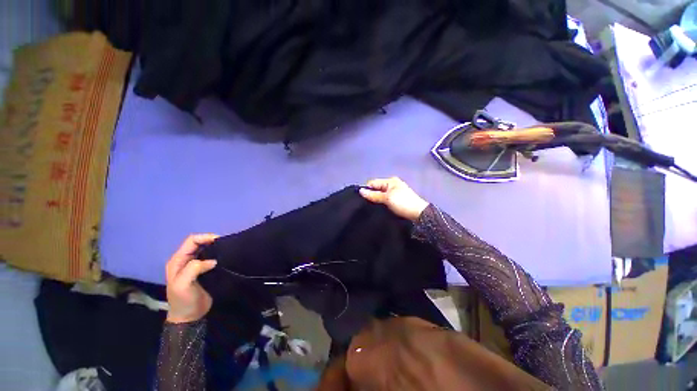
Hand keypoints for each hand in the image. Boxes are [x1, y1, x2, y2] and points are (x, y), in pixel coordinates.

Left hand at [165, 234, 218, 323]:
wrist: (189, 317)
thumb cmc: (183, 300)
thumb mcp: (183, 284)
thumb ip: (194, 268)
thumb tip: (212, 261)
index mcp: (177, 261)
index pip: (191, 241)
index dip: (205, 237)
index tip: (220, 240)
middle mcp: (185, 260)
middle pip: (199, 243)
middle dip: (211, 241)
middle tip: (226, 244)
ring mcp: (194, 265)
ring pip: (206, 249)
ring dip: (216, 247)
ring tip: (227, 249)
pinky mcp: (203, 271)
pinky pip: (211, 257)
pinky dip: (218, 255)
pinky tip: (225, 257)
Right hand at [359, 177, 428, 220]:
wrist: (418, 215)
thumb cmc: (403, 203)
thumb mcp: (387, 198)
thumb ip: (373, 195)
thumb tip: (360, 191)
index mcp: (390, 181)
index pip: (373, 183)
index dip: (367, 190)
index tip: (362, 199)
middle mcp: (392, 185)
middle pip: (376, 189)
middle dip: (371, 196)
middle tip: (366, 205)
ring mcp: (394, 193)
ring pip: (380, 196)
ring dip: (376, 201)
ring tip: (371, 208)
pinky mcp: (396, 201)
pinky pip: (384, 201)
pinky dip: (381, 204)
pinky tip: (378, 210)